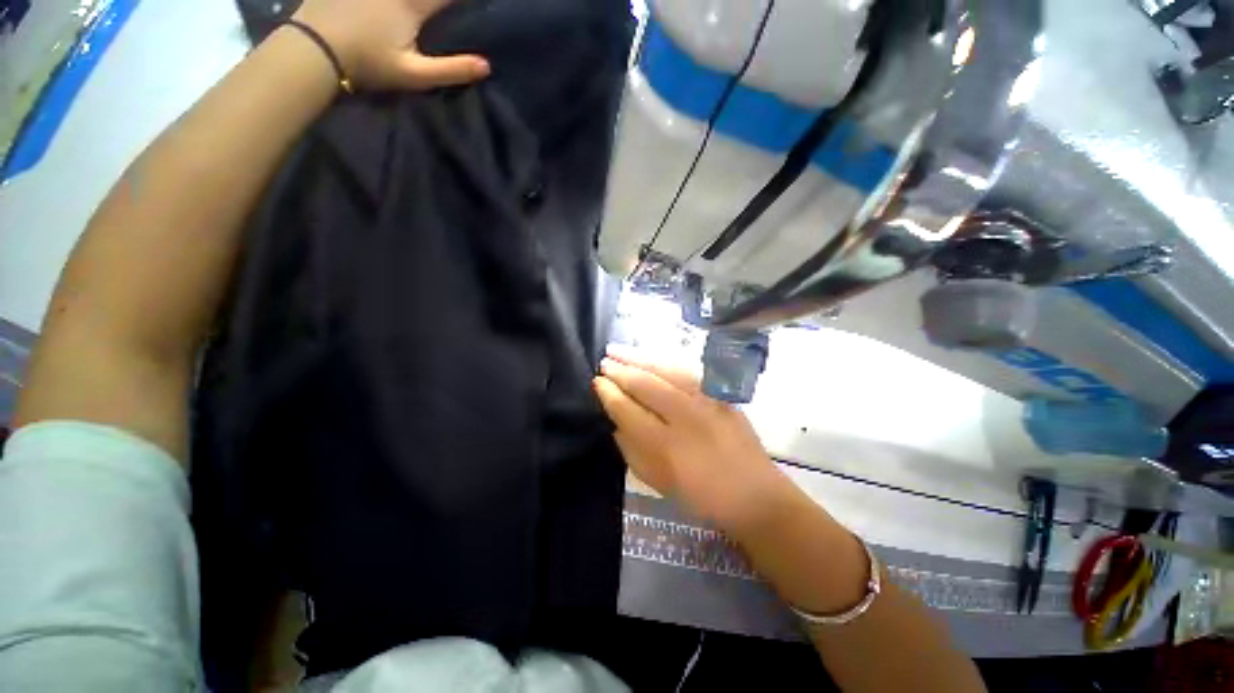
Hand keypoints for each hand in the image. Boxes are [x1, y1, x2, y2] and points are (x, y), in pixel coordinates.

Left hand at [292, 0, 488, 89]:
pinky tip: (385, 5)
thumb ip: (451, 70)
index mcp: (411, 5)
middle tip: (440, 6)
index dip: (463, 1)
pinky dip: (387, 0)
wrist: (315, 48)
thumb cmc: (368, 63)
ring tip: (421, 6)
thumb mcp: (414, 75)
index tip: (481, 4)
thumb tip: (487, 66)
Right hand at [594, 347, 794, 533]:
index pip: (629, 410)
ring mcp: (707, 401)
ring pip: (666, 370)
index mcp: (667, 446)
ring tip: (618, 350)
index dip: (610, 394)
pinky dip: (663, 362)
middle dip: (621, 370)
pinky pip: (685, 371)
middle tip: (603, 362)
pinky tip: (650, 358)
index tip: (597, 382)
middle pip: (647, 384)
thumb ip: (632, 448)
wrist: (755, 494)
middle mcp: (687, 417)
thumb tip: (616, 420)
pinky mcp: (721, 395)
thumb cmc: (701, 495)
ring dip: (639, 358)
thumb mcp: (658, 481)